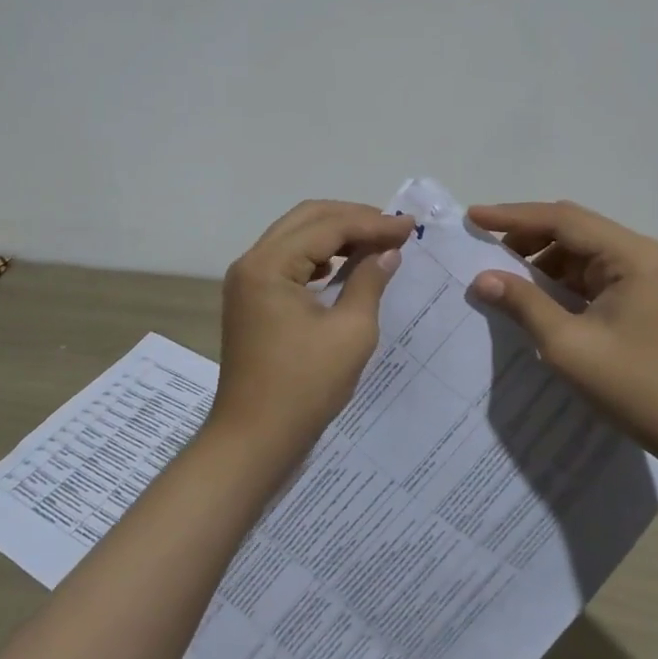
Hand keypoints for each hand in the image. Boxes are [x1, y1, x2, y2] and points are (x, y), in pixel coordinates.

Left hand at [214, 200, 414, 450]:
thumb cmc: (304, 387)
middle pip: (307, 219)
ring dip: (336, 234)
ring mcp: (247, 281)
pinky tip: (344, 267)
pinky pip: (288, 260)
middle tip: (394, 228)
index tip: (410, 226)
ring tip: (376, 243)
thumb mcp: (350, 332)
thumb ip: (369, 281)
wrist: (254, 440)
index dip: (372, 223)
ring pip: (296, 236)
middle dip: (353, 218)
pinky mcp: (251, 300)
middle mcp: (252, 262)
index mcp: (269, 264)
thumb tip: (388, 251)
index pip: (328, 226)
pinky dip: (319, 256)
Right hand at [468, 200, 657, 456]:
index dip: (513, 217)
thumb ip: (523, 304)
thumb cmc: (632, 385)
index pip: (562, 219)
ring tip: (499, 275)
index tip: (472, 217)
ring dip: (538, 259)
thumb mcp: (567, 345)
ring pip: (575, 250)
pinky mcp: (631, 295)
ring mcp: (636, 274)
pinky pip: (584, 273)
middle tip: (481, 247)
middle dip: (524, 236)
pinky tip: (529, 295)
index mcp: (628, 255)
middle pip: (570, 228)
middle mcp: (635, 253)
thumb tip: (482, 278)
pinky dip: (554, 279)